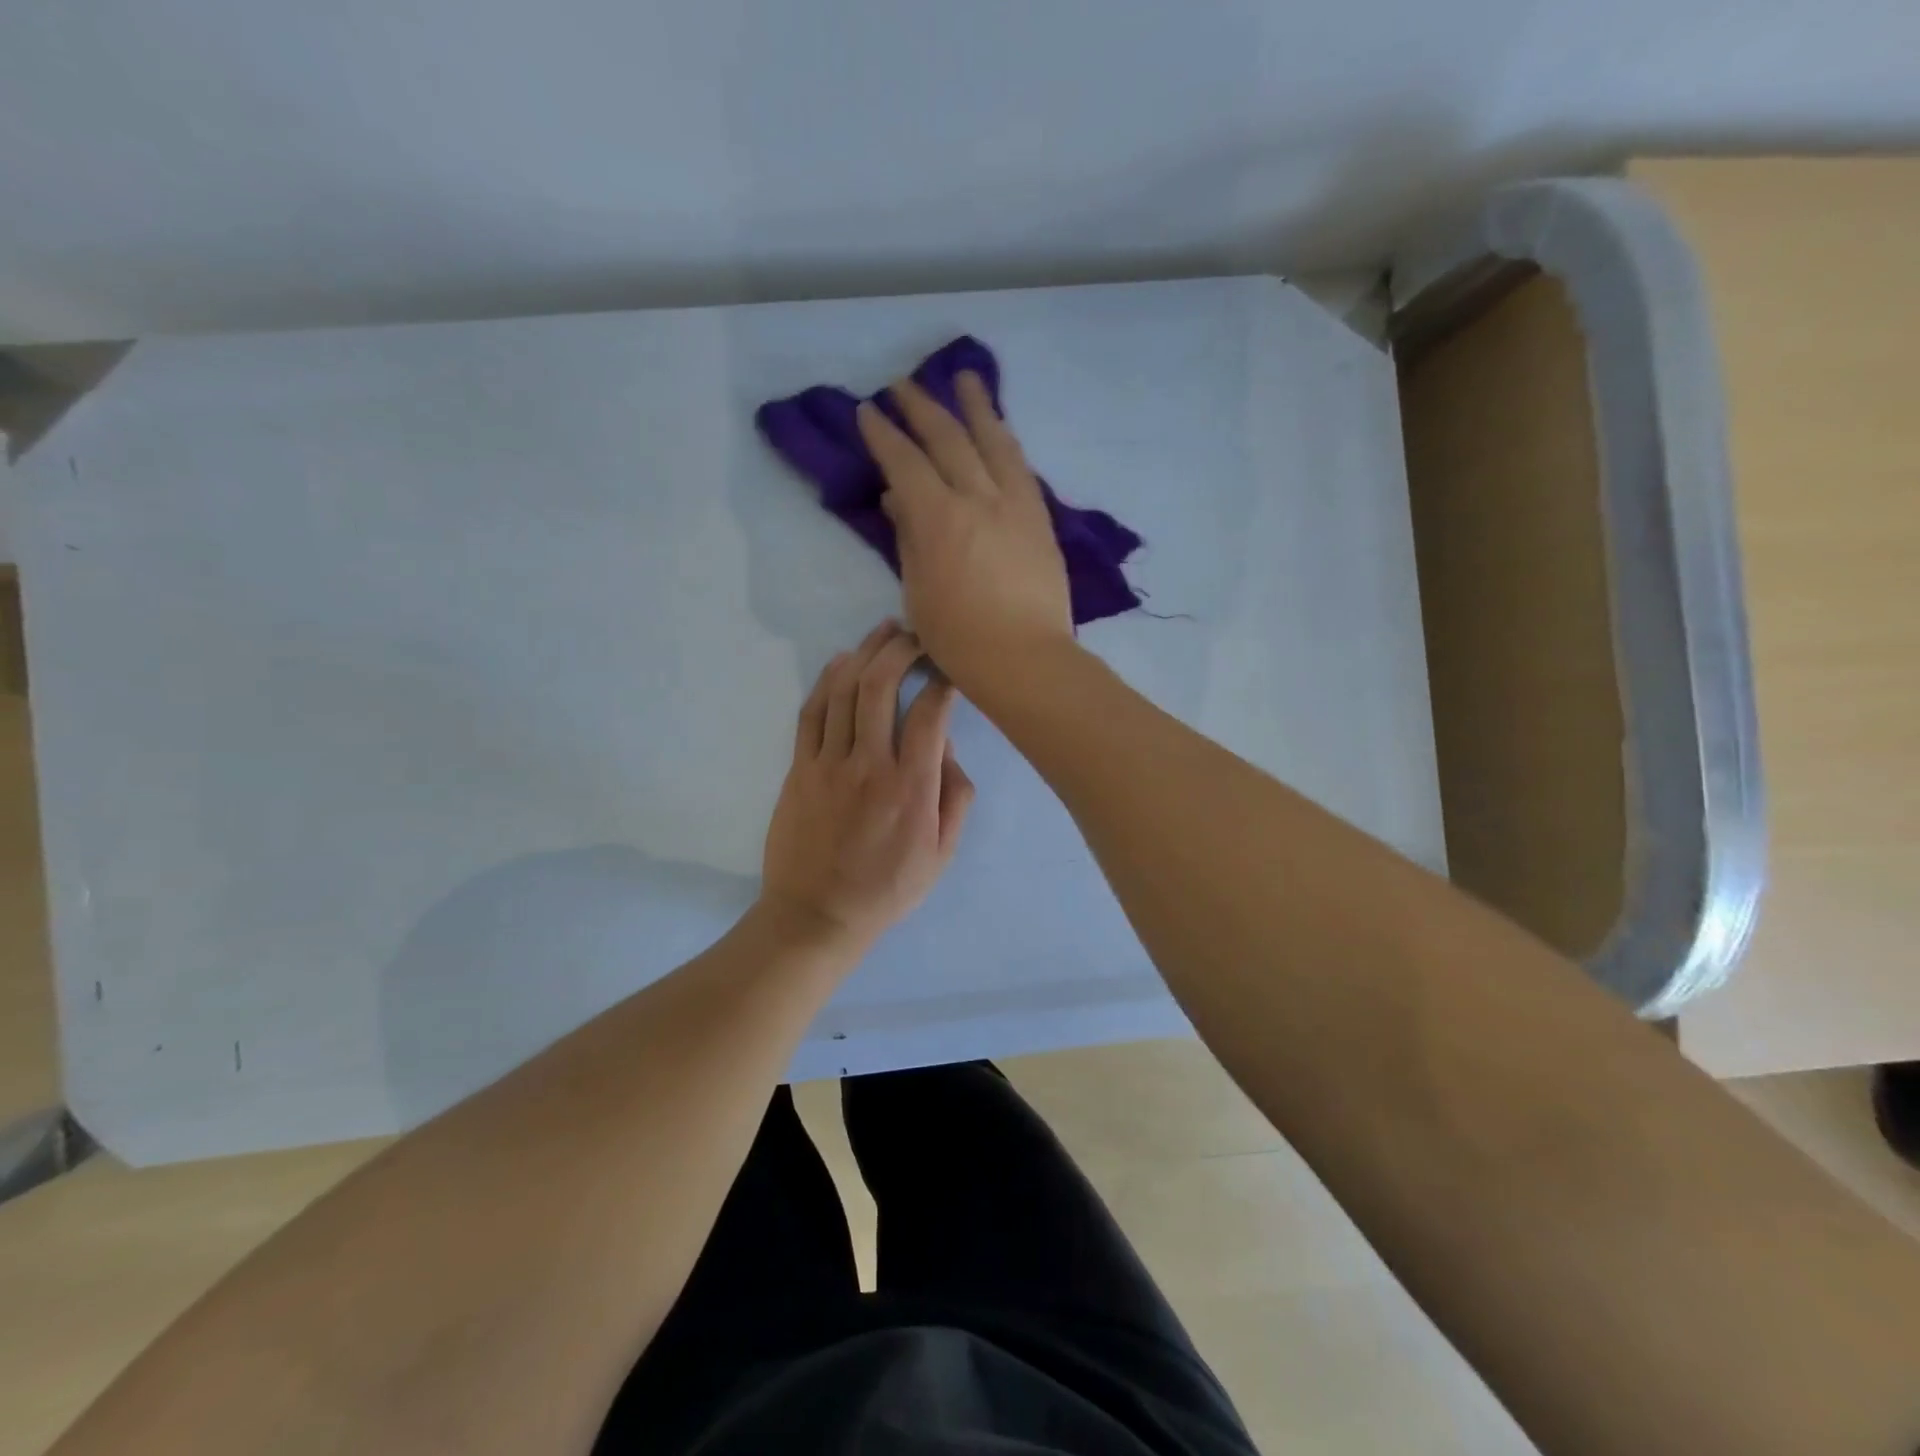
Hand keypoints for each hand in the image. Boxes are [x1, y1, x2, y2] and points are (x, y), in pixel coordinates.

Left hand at [760, 620, 973, 952]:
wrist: (816, 916)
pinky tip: (841, 660)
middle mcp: (869, 765)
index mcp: (911, 787)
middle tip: (916, 633)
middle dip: (901, 648)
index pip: (929, 713)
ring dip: (865, 652)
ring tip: (883, 630)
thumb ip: (955, 797)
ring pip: (843, 690)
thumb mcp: (942, 854)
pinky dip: (826, 679)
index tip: (951, 667)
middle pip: (881, 686)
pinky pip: (811, 713)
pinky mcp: (799, 769)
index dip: (943, 680)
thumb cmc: (887, 889)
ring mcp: (828, 764)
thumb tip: (946, 749)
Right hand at [856, 373, 1073, 696]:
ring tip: (965, 377)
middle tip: (902, 385)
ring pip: (993, 441)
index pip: (904, 462)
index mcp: (938, 518)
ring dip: (976, 406)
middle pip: (947, 439)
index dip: (883, 434)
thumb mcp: (918, 591)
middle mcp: (977, 497)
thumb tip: (897, 500)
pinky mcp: (1040, 518)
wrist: (1026, 658)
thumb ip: (909, 539)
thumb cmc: (960, 638)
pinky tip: (1001, 430)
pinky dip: (1006, 441)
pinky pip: (1021, 466)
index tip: (867, 411)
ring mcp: (1015, 504)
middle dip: (921, 407)